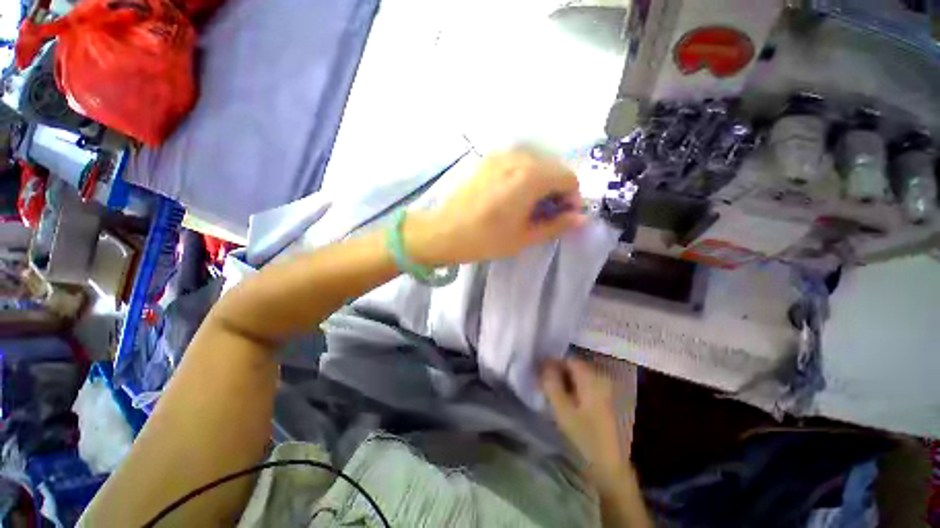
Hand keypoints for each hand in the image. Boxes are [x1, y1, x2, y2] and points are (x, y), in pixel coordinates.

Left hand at [406, 149, 584, 265]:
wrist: (444, 231)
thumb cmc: (485, 239)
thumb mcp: (524, 237)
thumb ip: (556, 225)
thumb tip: (581, 218)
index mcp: (531, 175)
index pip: (568, 178)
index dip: (571, 198)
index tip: (563, 216)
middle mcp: (518, 157)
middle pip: (553, 168)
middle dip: (557, 190)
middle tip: (546, 214)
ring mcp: (500, 155)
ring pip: (536, 163)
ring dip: (541, 183)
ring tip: (529, 206)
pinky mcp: (488, 160)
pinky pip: (517, 162)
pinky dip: (524, 176)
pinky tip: (513, 196)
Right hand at [540, 358, 631, 492]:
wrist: (610, 467)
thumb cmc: (584, 436)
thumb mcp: (562, 409)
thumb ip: (550, 383)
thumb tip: (543, 363)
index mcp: (592, 378)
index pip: (568, 359)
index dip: (551, 363)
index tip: (539, 373)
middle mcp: (602, 378)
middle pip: (575, 366)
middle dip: (558, 372)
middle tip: (544, 384)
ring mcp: (607, 389)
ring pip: (580, 376)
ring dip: (566, 381)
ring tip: (553, 393)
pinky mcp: (608, 400)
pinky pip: (587, 386)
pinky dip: (575, 388)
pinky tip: (567, 401)